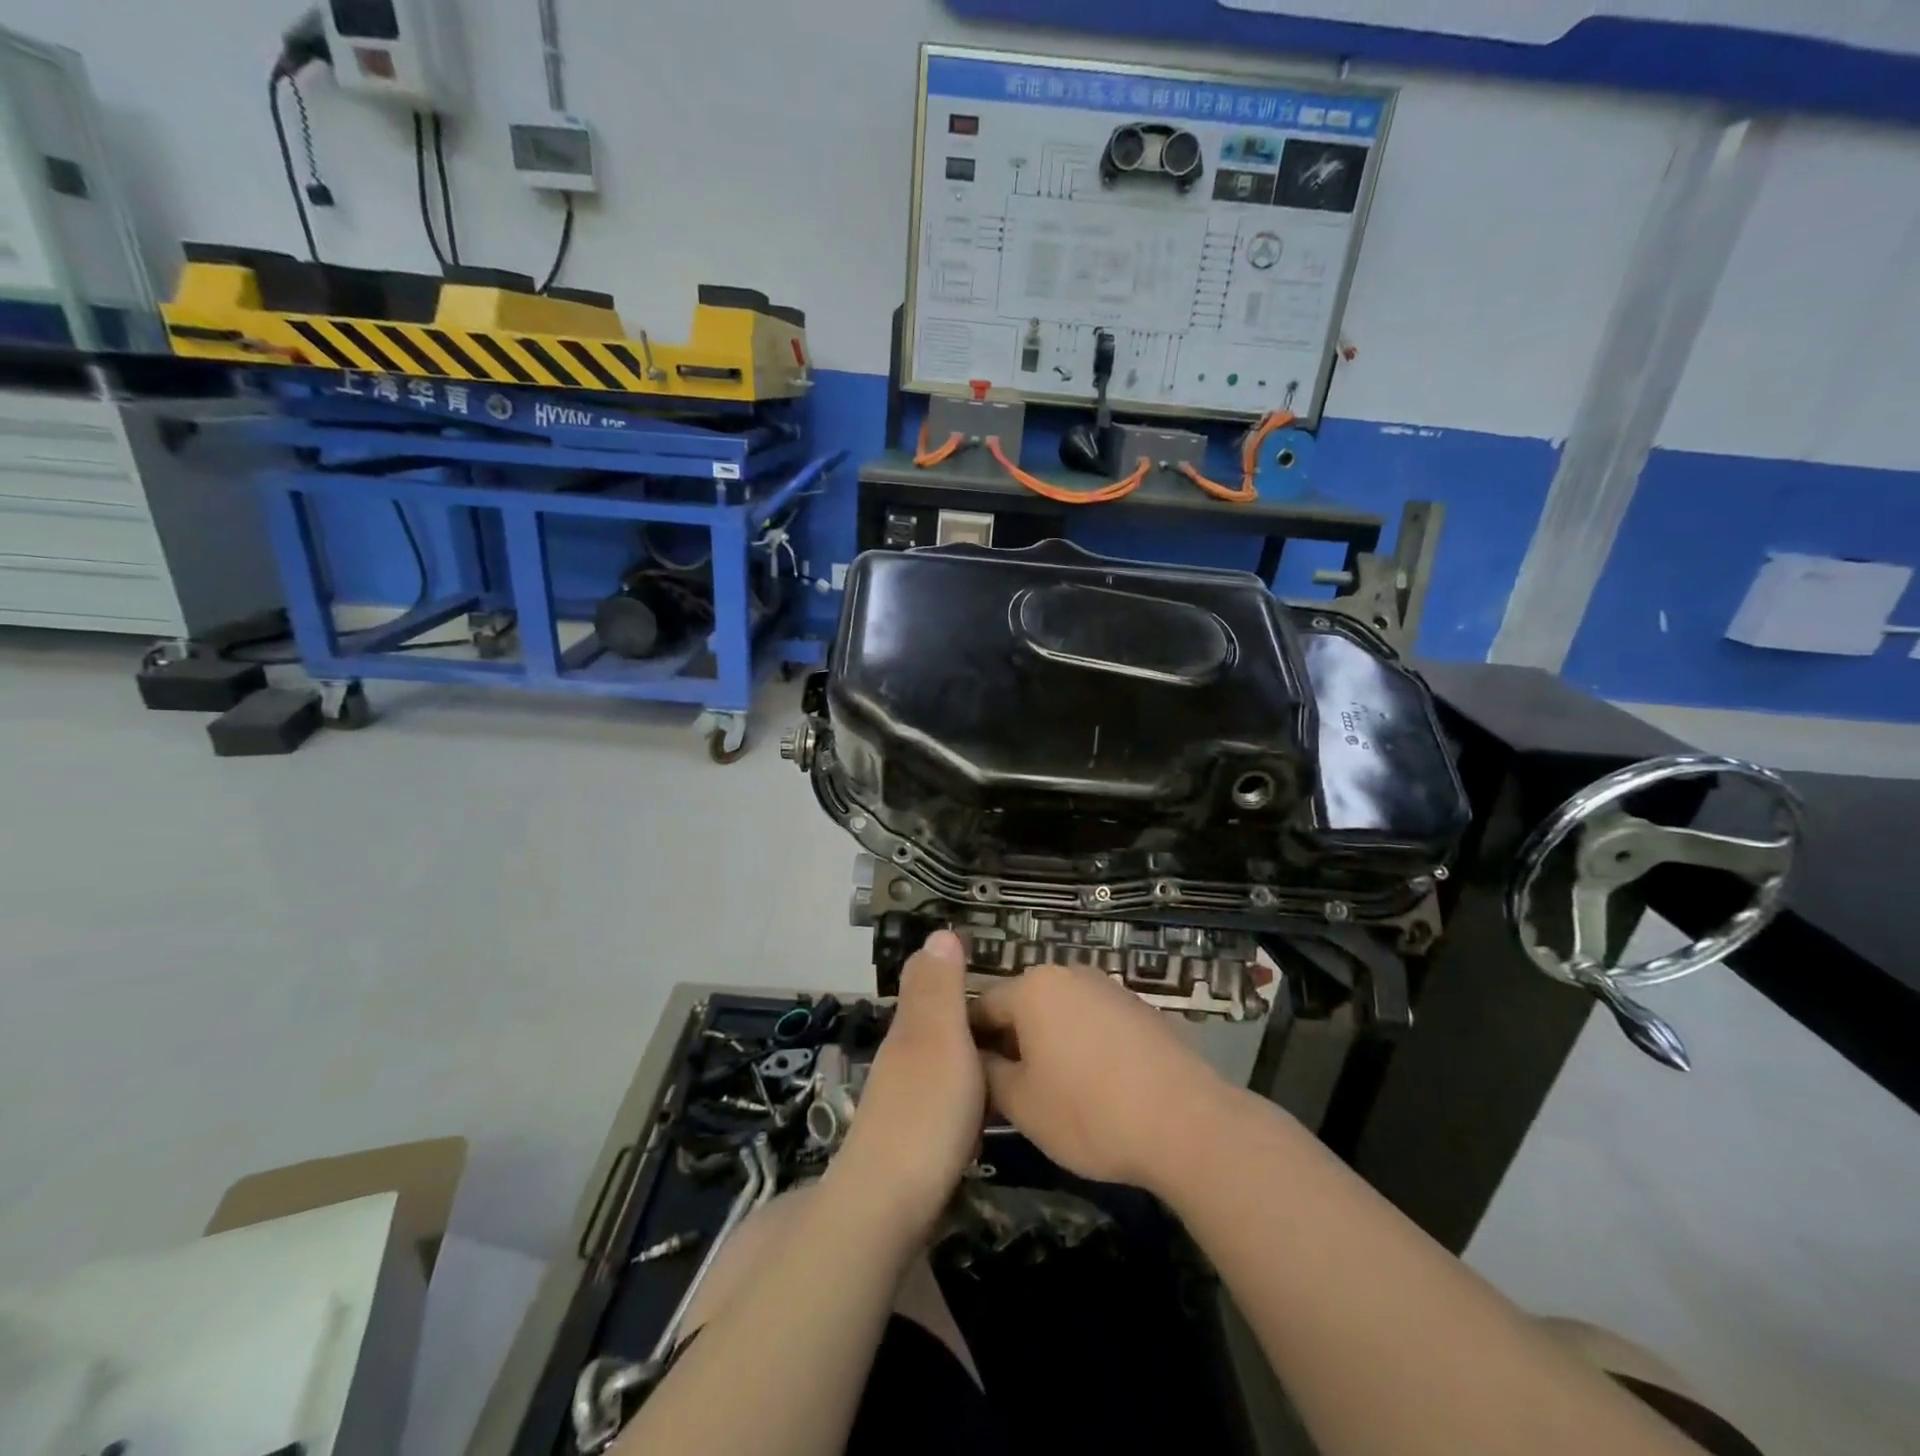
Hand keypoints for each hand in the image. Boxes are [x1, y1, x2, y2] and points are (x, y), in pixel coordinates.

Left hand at [830, 931, 984, 1234]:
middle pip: (933, 1020)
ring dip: (965, 1051)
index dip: (957, 972)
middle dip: (965, 1012)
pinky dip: (963, 1088)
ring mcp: (903, 1097)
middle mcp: (902, 1056)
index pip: (929, 982)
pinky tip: (982, 1105)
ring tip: (1006, 1057)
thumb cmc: (925, 1113)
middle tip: (1015, 1019)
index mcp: (910, 1028)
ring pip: (938, 1058)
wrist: (887, 1208)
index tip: (998, 973)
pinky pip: (943, 1094)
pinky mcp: (911, 1136)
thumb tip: (939, 931)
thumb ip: (940, 989)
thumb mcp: (939, 1039)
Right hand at [974, 963, 1234, 1191]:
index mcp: (1032, 988)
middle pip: (1022, 1003)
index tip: (966, 1075)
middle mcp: (1067, 974)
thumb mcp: (1021, 1104)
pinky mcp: (1138, 1007)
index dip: (969, 1041)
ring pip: (1059, 1011)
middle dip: (1010, 1039)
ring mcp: (1107, 987)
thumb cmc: (1088, 1111)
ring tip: (1049, 1088)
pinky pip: (1092, 1020)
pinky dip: (1081, 1043)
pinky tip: (1092, 1084)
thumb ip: (987, 1075)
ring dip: (1046, 1040)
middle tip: (1005, 1087)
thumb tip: (977, 1061)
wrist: (1185, 1122)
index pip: (981, 1005)